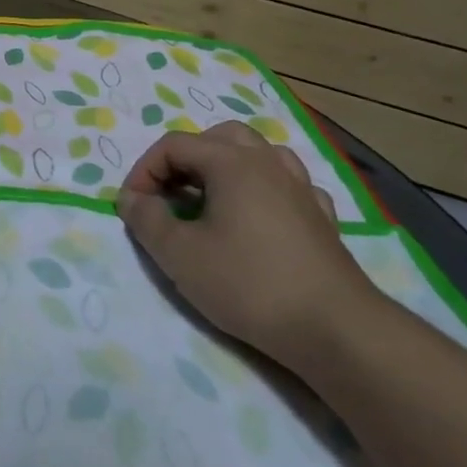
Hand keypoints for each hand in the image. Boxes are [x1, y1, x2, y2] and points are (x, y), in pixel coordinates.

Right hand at [115, 121, 381, 369]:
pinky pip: (287, 185)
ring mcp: (302, 189)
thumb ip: (146, 219)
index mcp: (232, 163)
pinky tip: (257, 217)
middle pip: (219, 137)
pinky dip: (263, 190)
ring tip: (210, 199)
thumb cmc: (248, 284)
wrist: (335, 329)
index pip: (174, 145)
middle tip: (169, 194)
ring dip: (226, 167)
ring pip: (259, 154)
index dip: (144, 170)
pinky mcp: (323, 219)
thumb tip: (131, 198)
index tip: (133, 207)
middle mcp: (269, 163)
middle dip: (186, 159)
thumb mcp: (178, 255)